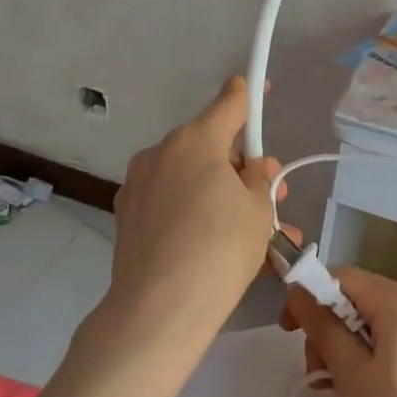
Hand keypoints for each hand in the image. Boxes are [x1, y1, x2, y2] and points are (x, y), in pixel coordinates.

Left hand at [102, 77, 279, 359]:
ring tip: (250, 233)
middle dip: (240, 166)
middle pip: (210, 145)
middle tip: (269, 198)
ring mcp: (139, 184)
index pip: (229, 103)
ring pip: (191, 177)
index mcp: (196, 141)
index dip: (249, 94)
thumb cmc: (221, 250)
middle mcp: (161, 153)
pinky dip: (194, 211)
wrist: (159, 310)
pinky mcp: (127, 216)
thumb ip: (259, 179)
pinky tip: (213, 243)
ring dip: (220, 193)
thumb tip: (251, 168)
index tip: (260, 85)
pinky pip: (171, 201)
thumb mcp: (259, 211)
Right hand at [284, 269, 396, 396]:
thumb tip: (300, 289)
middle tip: (320, 376)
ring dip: (355, 349)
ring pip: (385, 326)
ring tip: (346, 394)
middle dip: (333, 330)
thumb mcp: (352, 378)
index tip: (290, 334)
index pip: (345, 278)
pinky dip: (381, 361)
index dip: (311, 298)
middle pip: (366, 300)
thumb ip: (324, 327)